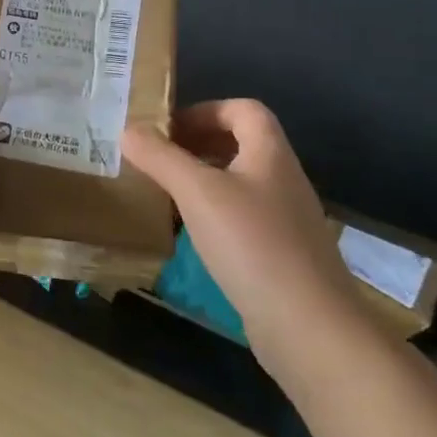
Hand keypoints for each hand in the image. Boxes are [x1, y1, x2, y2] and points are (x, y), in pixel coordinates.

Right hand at [122, 100, 363, 349]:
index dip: (205, 110)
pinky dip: (213, 215)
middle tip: (158, 158)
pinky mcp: (280, 255)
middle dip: (197, 145)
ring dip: (202, 180)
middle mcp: (282, 179)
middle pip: (241, 144)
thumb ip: (160, 157)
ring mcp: (285, 220)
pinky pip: (242, 218)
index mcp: (270, 154)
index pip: (243, 110)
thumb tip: (127, 129)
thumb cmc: (251, 244)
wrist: (309, 327)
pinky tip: (189, 235)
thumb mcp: (197, 192)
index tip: (167, 129)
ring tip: (165, 193)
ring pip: (239, 183)